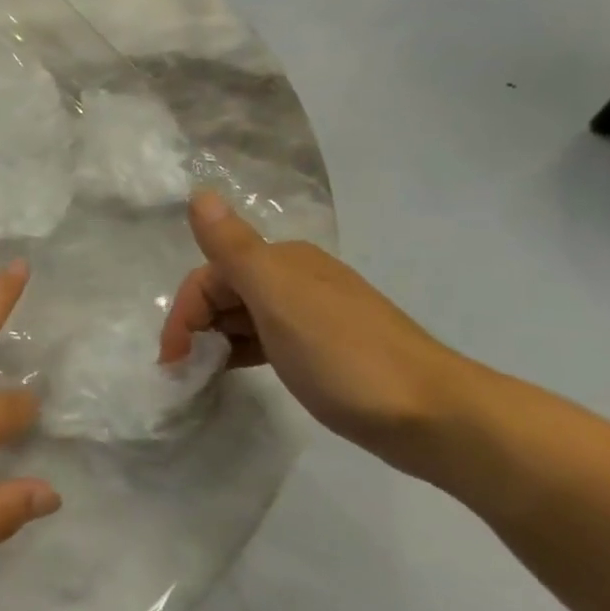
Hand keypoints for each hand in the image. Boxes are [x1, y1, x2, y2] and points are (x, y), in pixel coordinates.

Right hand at [160, 192, 486, 475]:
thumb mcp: (278, 298)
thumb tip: (200, 193)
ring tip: (204, 375)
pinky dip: (242, 352)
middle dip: (196, 327)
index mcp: (283, 262)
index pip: (210, 275)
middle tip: (185, 371)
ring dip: (216, 340)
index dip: (185, 313)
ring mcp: (313, 314)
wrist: (435, 417)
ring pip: (244, 317)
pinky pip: (265, 339)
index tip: (174, 360)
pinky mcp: (325, 348)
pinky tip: (238, 372)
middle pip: (225, 293)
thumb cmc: (344, 355)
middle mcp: (297, 278)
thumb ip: (233, 248)